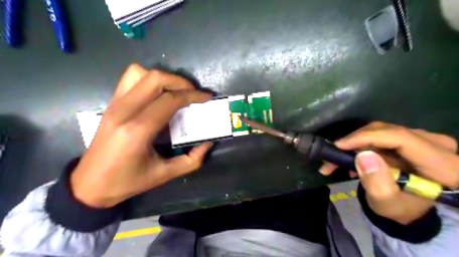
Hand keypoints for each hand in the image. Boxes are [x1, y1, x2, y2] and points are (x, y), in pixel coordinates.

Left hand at [69, 64, 212, 208]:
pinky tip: (157, 94)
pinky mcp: (111, 103)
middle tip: (194, 94)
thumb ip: (191, 160)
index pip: (169, 100)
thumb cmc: (127, 182)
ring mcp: (114, 104)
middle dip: (181, 82)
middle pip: (156, 79)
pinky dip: (148, 79)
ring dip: (163, 78)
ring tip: (176, 92)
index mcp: (138, 130)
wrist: (89, 184)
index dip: (192, 95)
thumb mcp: (164, 175)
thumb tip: (208, 143)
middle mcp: (124, 111)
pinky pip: (130, 78)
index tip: (206, 97)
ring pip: (140, 73)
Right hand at [320, 122, 458, 223]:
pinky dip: (360, 144)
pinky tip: (349, 157)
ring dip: (354, 143)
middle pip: (387, 131)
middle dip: (355, 141)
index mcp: (444, 165)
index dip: (366, 138)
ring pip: (380, 130)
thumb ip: (377, 183)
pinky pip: (380, 133)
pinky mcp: (410, 137)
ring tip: (336, 160)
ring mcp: (424, 138)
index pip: (400, 138)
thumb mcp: (387, 203)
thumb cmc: (399, 209)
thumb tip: (363, 156)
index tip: (339, 146)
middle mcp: (437, 145)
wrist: (408, 207)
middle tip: (332, 155)